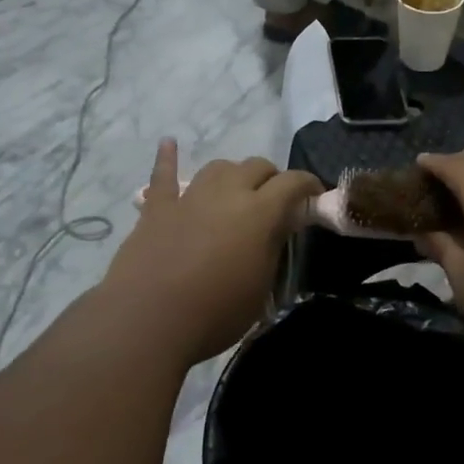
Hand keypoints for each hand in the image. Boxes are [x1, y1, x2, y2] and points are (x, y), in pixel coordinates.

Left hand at [103, 140, 321, 363]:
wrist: (148, 320)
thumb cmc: (216, 313)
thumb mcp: (261, 287)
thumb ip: (272, 247)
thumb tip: (279, 225)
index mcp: (260, 212)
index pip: (292, 182)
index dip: (308, 185)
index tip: (315, 195)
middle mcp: (227, 193)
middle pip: (256, 167)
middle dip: (271, 178)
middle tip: (275, 200)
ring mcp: (189, 197)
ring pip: (218, 167)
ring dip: (233, 174)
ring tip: (235, 190)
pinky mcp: (157, 208)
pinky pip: (163, 175)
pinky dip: (167, 158)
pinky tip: (168, 143)